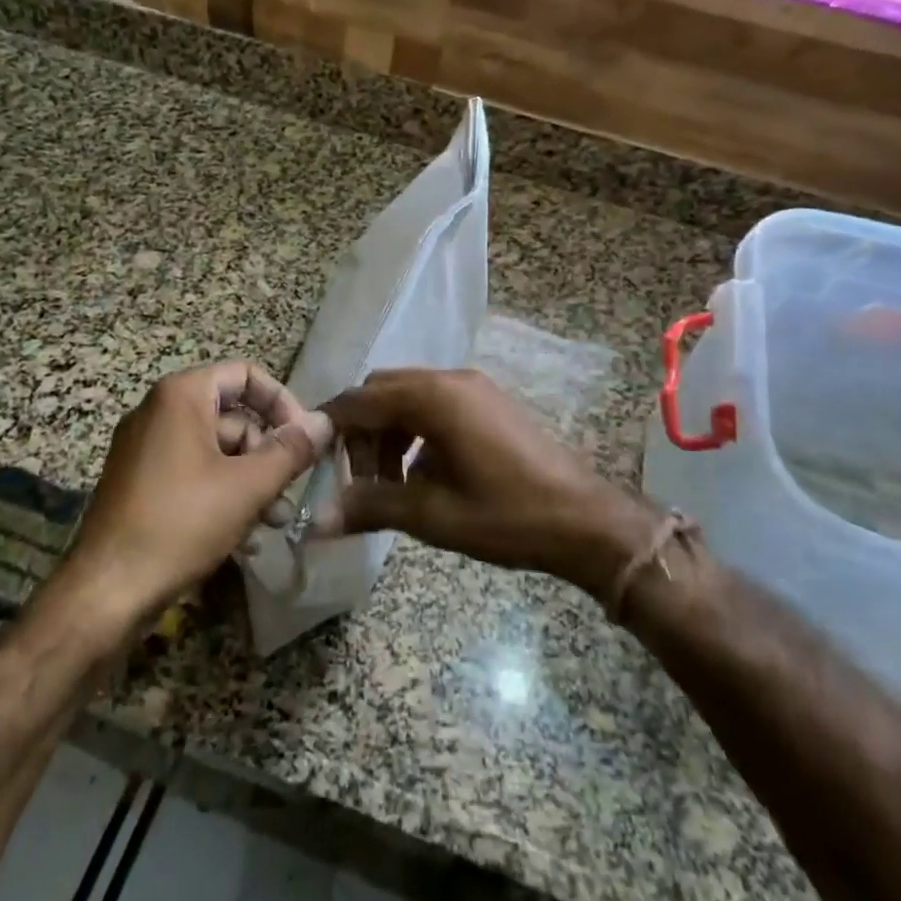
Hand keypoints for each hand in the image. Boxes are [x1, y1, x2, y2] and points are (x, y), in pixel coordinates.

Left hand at [68, 361, 332, 624]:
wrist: (107, 590)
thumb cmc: (181, 523)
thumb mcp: (248, 486)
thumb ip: (291, 450)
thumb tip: (324, 421)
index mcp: (180, 396)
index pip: (245, 375)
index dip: (282, 402)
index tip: (304, 438)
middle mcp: (158, 411)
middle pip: (232, 415)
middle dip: (267, 452)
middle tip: (290, 490)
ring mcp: (145, 447)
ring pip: (215, 449)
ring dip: (250, 480)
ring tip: (273, 520)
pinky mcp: (139, 481)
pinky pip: (192, 472)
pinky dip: (221, 492)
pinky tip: (243, 534)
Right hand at [318, 368, 659, 598]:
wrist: (586, 521)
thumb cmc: (506, 516)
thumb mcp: (432, 515)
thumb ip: (370, 506)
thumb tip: (316, 520)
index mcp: (433, 397)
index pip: (360, 400)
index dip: (331, 428)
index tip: (315, 461)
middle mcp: (451, 379)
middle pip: (382, 391)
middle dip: (362, 432)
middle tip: (360, 481)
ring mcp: (475, 388)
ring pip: (409, 397)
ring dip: (389, 433)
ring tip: (391, 484)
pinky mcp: (490, 402)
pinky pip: (436, 404)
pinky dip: (416, 431)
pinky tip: (424, 474)